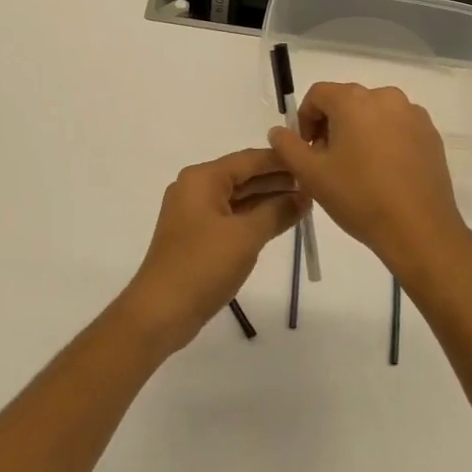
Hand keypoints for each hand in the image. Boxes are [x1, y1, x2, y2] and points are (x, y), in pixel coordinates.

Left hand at [119, 149, 303, 354]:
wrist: (160, 312)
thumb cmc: (203, 266)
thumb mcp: (246, 237)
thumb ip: (276, 212)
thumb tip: (303, 197)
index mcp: (202, 178)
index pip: (248, 159)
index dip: (280, 160)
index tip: (309, 159)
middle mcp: (195, 188)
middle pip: (242, 176)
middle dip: (275, 180)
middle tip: (312, 183)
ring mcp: (193, 212)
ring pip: (237, 197)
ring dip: (266, 200)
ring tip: (302, 202)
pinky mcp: (195, 235)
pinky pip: (229, 216)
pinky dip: (252, 217)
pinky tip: (277, 221)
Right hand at [268, 83, 471, 281]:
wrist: (420, 230)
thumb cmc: (360, 197)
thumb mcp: (312, 174)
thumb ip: (287, 146)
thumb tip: (278, 131)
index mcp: (353, 100)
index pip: (318, 95)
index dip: (305, 120)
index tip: (307, 151)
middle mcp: (385, 96)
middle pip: (347, 102)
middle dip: (332, 126)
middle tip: (329, 162)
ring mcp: (412, 114)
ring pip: (374, 114)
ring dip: (360, 132)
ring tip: (358, 169)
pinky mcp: (431, 133)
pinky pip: (398, 127)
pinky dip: (386, 140)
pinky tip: (385, 173)